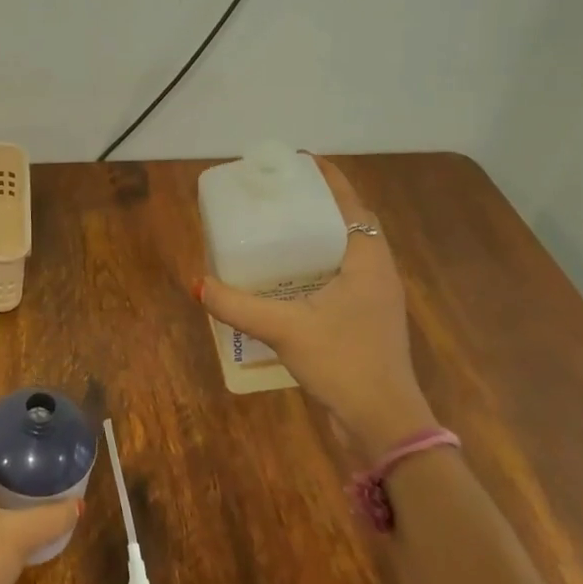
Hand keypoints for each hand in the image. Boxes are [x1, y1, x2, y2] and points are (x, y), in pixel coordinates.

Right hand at [197, 154, 436, 453]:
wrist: (384, 422)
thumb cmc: (343, 363)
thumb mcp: (285, 329)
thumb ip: (239, 306)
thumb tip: (198, 284)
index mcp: (368, 261)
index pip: (352, 204)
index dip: (330, 179)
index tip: (302, 161)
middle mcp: (378, 272)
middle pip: (351, 223)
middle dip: (320, 204)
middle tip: (281, 195)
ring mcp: (376, 298)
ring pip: (349, 252)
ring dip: (321, 235)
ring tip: (282, 229)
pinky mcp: (368, 320)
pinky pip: (344, 276)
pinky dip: (320, 264)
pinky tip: (291, 278)